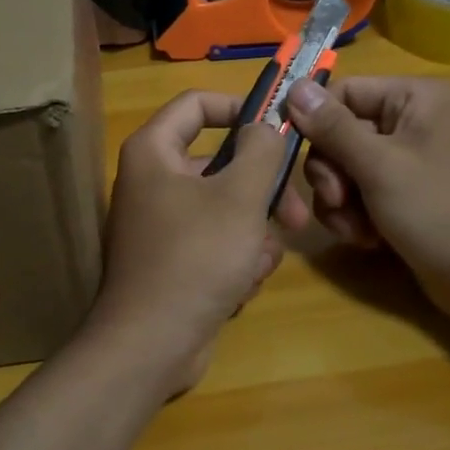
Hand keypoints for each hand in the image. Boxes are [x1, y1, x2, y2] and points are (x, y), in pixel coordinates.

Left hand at [90, 91, 310, 396]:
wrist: (152, 345)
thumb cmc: (196, 258)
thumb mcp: (240, 197)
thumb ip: (260, 151)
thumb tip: (264, 125)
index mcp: (154, 152)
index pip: (196, 104)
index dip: (239, 107)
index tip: (279, 126)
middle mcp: (153, 181)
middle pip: (221, 163)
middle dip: (263, 191)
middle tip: (297, 215)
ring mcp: (163, 224)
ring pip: (226, 208)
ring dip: (253, 234)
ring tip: (257, 262)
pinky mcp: (175, 261)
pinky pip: (217, 243)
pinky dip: (235, 260)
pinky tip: (241, 286)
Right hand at [286, 77, 449, 329]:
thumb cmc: (437, 211)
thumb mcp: (378, 167)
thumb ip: (332, 127)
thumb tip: (294, 87)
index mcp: (416, 98)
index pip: (344, 92)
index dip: (315, 122)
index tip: (290, 151)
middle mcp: (411, 119)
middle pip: (339, 132)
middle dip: (332, 173)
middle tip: (338, 199)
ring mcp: (407, 158)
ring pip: (344, 167)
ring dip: (340, 200)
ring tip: (357, 228)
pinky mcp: (402, 191)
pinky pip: (359, 191)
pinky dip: (355, 214)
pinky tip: (368, 238)